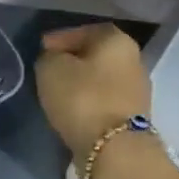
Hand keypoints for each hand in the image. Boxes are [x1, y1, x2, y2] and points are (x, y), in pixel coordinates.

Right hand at [35, 23, 151, 162]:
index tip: (42, 49)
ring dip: (81, 83)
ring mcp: (136, 90)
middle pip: (97, 54)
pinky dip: (88, 102)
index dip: (62, 38)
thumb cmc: (82, 99)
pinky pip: (104, 101)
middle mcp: (133, 60)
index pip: (86, 30)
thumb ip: (49, 57)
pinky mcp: (132, 117)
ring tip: (57, 92)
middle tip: (49, 70)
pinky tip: (72, 109)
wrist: (114, 148)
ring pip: (101, 79)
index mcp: (116, 41)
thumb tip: (53, 59)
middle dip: (73, 60)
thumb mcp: (51, 69)